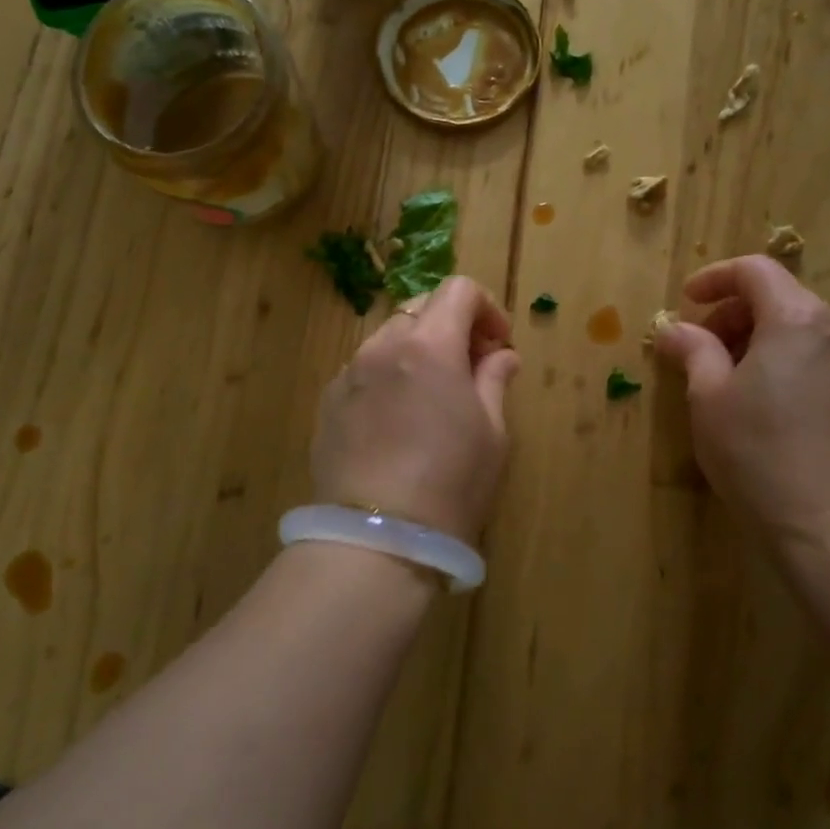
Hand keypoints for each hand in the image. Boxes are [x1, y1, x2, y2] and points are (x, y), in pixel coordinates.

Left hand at [311, 276, 520, 543]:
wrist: (377, 538)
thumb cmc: (451, 483)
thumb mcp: (492, 433)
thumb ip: (494, 381)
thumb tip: (501, 356)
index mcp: (430, 345)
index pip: (459, 290)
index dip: (486, 308)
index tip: (497, 344)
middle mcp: (383, 346)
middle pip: (421, 307)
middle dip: (451, 325)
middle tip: (470, 366)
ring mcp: (349, 373)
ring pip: (389, 337)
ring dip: (417, 349)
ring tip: (432, 395)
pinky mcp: (328, 402)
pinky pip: (364, 369)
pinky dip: (388, 374)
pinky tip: (397, 419)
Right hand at [653, 256, 829, 547]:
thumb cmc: (758, 452)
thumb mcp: (709, 398)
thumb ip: (693, 350)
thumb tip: (674, 329)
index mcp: (797, 318)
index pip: (755, 270)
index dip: (714, 278)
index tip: (686, 302)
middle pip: (779, 296)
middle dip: (733, 311)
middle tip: (699, 346)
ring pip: (799, 327)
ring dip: (756, 336)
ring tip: (725, 376)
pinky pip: (817, 355)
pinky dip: (783, 358)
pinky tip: (761, 399)